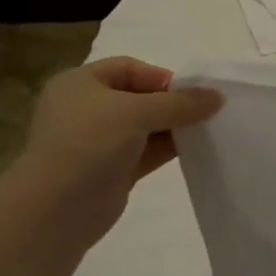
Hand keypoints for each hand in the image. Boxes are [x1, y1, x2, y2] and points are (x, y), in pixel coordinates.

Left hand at [13, 57, 222, 237]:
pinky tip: (196, 150)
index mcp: (80, 83)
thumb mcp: (137, 112)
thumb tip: (218, 96)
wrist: (57, 207)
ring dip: (175, 127)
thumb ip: (180, 103)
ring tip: (208, 130)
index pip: (129, 68)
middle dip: (174, 103)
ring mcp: (100, 141)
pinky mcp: (113, 169)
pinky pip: (148, 152)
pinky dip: (170, 149)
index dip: (161, 76)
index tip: (193, 93)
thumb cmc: (89, 143)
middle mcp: (88, 108)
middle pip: (141, 97)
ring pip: (147, 126)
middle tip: (208, 112)